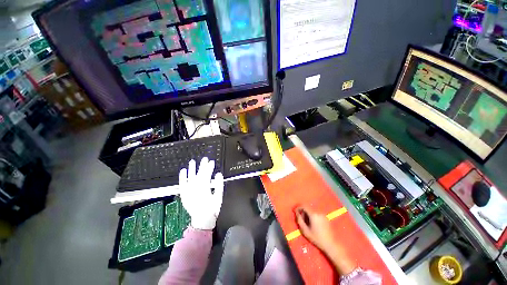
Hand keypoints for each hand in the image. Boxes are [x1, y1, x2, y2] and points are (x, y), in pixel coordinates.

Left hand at [179, 157, 223, 229]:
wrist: (202, 221)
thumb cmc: (212, 209)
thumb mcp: (219, 197)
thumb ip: (219, 185)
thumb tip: (218, 174)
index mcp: (204, 189)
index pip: (207, 174)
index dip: (210, 167)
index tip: (212, 162)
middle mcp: (195, 189)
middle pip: (199, 174)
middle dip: (202, 166)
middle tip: (205, 158)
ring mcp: (188, 192)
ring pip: (190, 177)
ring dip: (192, 169)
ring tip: (192, 161)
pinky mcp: (184, 194)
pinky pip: (182, 184)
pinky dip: (182, 177)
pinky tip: (183, 171)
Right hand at [295, 206, 335, 252]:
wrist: (331, 244)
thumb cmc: (317, 238)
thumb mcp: (305, 231)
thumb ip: (300, 220)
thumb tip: (296, 213)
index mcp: (313, 214)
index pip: (304, 206)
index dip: (298, 207)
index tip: (294, 211)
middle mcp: (318, 212)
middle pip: (308, 208)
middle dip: (303, 211)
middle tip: (300, 218)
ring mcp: (323, 215)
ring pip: (312, 210)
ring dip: (307, 214)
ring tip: (306, 222)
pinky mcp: (325, 218)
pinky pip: (316, 213)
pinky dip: (312, 215)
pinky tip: (312, 224)